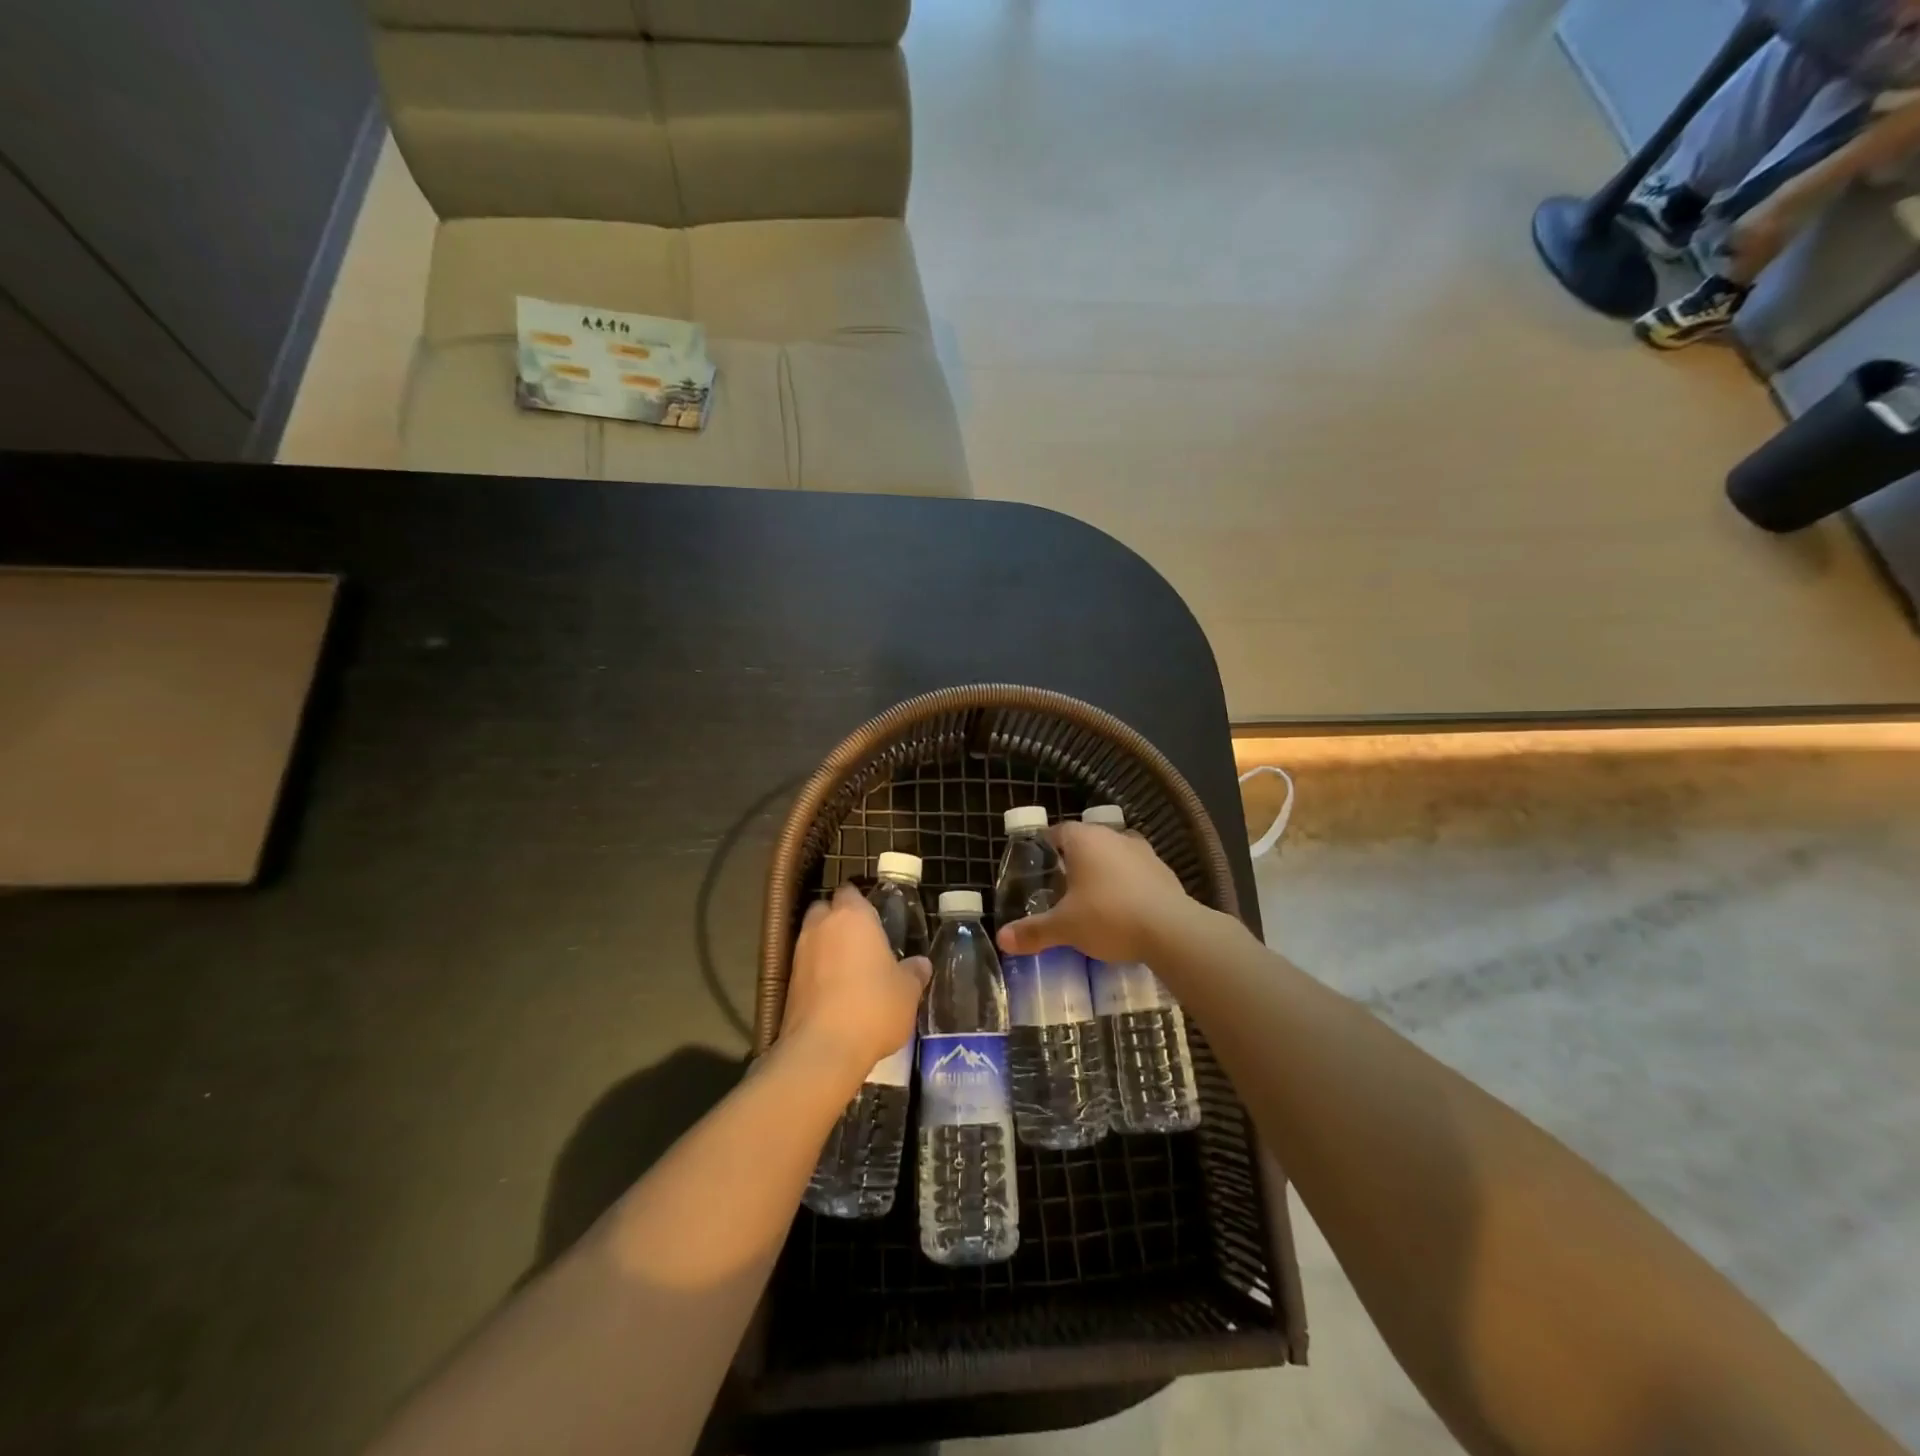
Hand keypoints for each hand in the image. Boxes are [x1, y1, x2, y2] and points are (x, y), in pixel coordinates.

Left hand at [780, 884, 929, 1086]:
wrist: (824, 1048)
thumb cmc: (874, 1006)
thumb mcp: (907, 991)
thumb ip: (914, 972)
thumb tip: (921, 964)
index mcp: (853, 917)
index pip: (851, 892)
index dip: (862, 903)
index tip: (876, 920)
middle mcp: (822, 927)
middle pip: (826, 910)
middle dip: (838, 920)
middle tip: (862, 942)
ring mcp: (800, 954)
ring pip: (813, 938)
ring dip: (826, 947)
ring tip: (849, 970)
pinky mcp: (787, 983)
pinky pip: (805, 966)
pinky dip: (816, 973)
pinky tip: (835, 993)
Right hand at [994, 822, 1194, 964]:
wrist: (1172, 930)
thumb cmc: (1108, 916)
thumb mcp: (1065, 927)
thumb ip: (1033, 931)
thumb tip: (1002, 939)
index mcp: (1084, 839)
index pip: (1058, 831)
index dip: (1047, 847)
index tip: (1040, 866)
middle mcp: (1113, 836)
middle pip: (1087, 841)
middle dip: (1075, 861)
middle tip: (1062, 887)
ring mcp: (1143, 851)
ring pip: (1114, 855)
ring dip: (1104, 871)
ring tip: (1093, 899)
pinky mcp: (1165, 871)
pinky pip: (1137, 872)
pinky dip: (1128, 885)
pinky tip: (1124, 909)